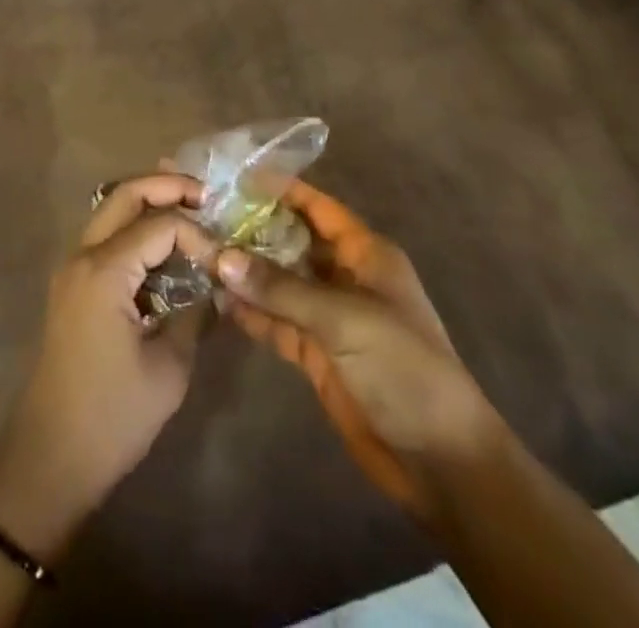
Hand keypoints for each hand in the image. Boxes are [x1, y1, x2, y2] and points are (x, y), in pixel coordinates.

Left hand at [0, 175, 216, 556]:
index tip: (221, 261)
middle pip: (125, 195)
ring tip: (190, 211)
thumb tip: (213, 285)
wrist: (51, 456)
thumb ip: (194, 315)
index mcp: (104, 270)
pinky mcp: (72, 285)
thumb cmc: (112, 416)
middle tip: (206, 195)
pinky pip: (105, 238)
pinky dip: (134, 229)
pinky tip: (163, 247)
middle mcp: (82, 256)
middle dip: (166, 186)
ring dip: (148, 203)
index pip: (159, 224)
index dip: (196, 233)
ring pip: (110, 211)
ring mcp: (72, 268)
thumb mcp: (168, 368)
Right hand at [218, 180, 505, 523]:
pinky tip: (218, 299)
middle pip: (291, 242)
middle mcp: (343, 276)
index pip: (317, 208)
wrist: (440, 460)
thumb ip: (281, 288)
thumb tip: (221, 257)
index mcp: (365, 254)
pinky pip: (276, 320)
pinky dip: (250, 311)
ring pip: (279, 282)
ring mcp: (328, 315)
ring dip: (245, 272)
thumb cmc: (403, 368)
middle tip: (204, 215)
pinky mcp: (315, 352)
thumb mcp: (343, 319)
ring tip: (198, 253)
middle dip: (252, 230)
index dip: (281, 190)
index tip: (236, 177)